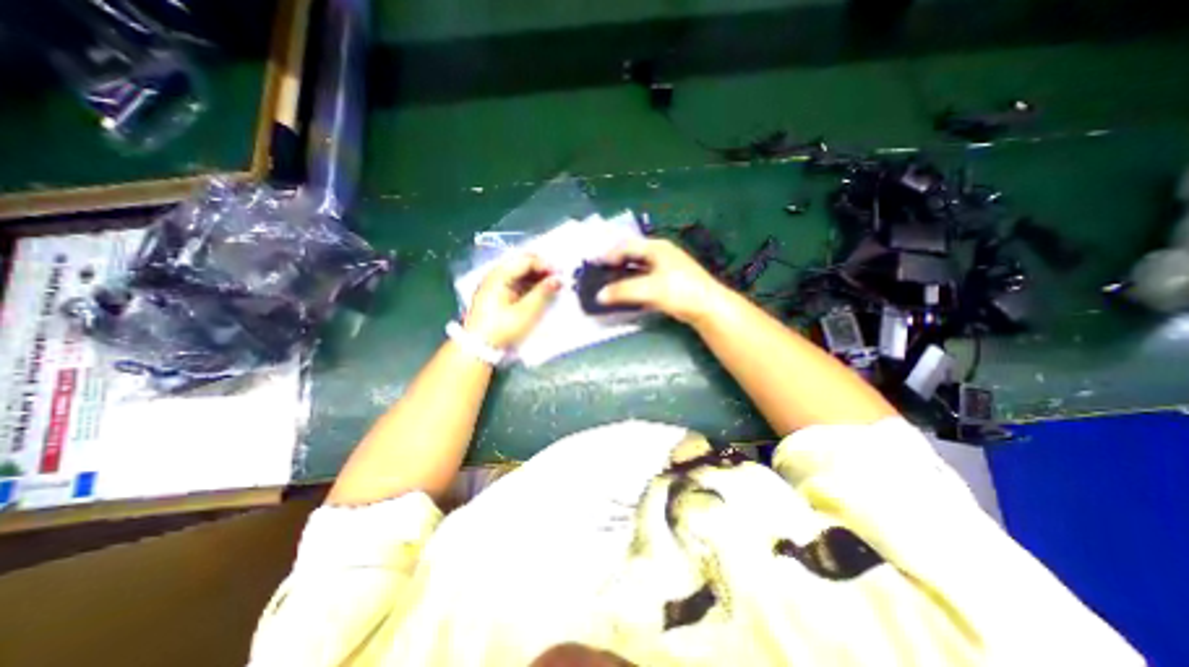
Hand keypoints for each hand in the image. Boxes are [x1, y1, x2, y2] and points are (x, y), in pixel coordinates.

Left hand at [464, 251, 562, 348]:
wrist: (478, 348)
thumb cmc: (502, 328)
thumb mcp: (526, 312)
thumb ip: (543, 293)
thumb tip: (558, 279)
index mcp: (499, 275)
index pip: (526, 260)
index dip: (545, 264)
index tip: (561, 273)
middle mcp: (496, 275)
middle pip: (522, 263)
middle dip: (542, 268)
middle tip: (558, 278)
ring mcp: (495, 284)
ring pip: (520, 272)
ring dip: (537, 277)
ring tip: (553, 285)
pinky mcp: (497, 295)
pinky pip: (516, 282)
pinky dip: (530, 284)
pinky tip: (541, 292)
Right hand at [599, 236, 728, 323]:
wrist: (708, 307)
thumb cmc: (679, 291)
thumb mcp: (649, 289)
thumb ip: (622, 291)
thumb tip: (599, 295)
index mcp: (656, 248)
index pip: (626, 245)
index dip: (609, 254)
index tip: (594, 265)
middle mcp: (660, 253)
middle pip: (632, 254)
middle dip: (615, 262)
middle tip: (600, 273)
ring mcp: (666, 267)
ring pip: (638, 267)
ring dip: (623, 274)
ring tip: (609, 283)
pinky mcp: (669, 281)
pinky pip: (645, 278)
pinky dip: (633, 283)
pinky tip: (627, 292)